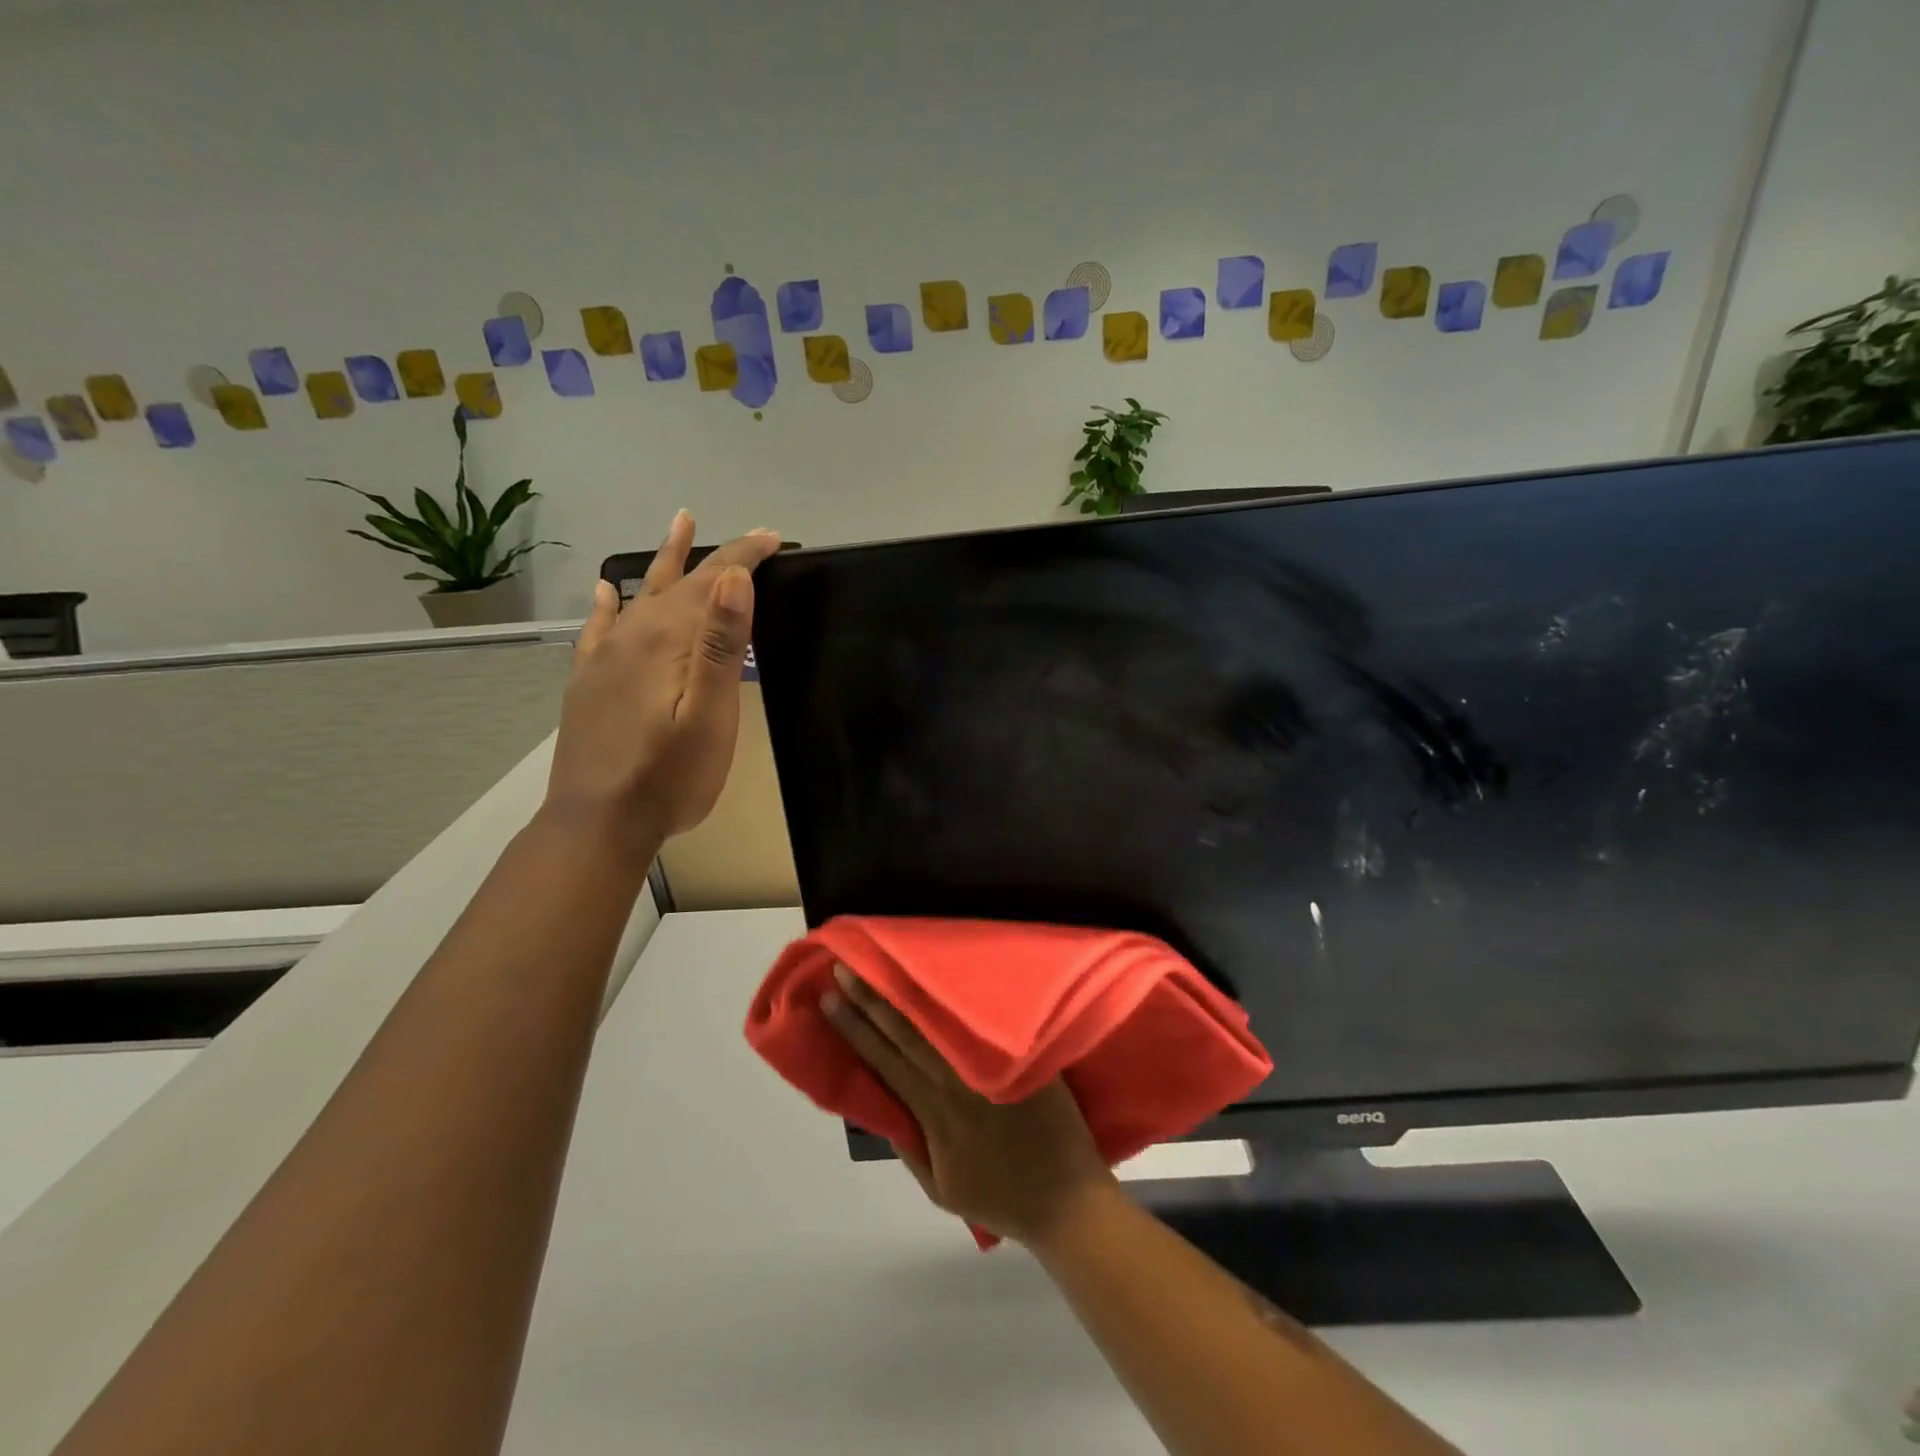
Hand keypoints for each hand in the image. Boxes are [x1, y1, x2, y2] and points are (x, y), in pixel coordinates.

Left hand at [543, 511, 781, 857]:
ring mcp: (606, 657)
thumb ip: (721, 646)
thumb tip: (733, 578)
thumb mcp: (710, 716)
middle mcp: (634, 636)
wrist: (599, 822)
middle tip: (748, 537)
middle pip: (680, 583)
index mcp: (669, 641)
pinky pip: (600, 627)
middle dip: (718, 557)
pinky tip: (608, 591)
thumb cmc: (670, 776)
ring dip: (666, 562)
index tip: (773, 538)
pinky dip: (609, 604)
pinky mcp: (589, 681)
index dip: (743, 556)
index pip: (713, 582)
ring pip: (642, 595)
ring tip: (679, 525)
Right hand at [821, 966, 1118, 1246]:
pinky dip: (965, 1000)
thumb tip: (883, 1107)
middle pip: (907, 1033)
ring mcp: (992, 1068)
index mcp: (935, 1114)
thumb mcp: (941, 1188)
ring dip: (909, 994)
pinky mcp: (1023, 1060)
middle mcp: (958, 1083)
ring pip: (942, 1023)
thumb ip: (911, 1148)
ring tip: (886, 964)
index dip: (856, 1029)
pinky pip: (988, 1023)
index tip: (831, 999)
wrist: (1068, 1201)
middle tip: (847, 966)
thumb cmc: (1001, 1198)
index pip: (886, 1061)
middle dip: (873, 1000)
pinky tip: (948, 975)